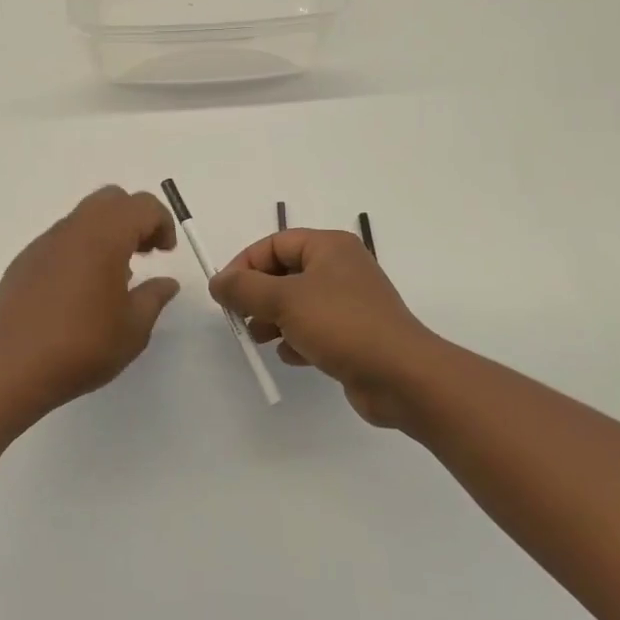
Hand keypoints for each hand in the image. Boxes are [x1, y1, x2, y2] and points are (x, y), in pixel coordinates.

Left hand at [0, 186, 181, 412]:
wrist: (15, 368)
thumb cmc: (83, 346)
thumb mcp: (134, 328)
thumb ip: (154, 297)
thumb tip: (166, 282)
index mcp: (104, 237)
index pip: (141, 205)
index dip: (162, 222)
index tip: (166, 253)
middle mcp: (73, 230)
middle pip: (110, 199)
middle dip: (134, 218)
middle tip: (144, 253)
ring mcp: (44, 243)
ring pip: (83, 217)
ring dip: (106, 233)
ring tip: (113, 276)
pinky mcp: (24, 261)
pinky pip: (60, 240)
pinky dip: (80, 249)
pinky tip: (79, 291)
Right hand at [210, 230, 438, 428]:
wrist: (402, 376)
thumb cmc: (342, 325)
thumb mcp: (285, 300)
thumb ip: (244, 288)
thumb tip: (217, 282)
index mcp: (329, 246)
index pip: (274, 244)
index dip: (245, 265)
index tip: (224, 293)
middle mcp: (341, 268)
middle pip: (284, 273)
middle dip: (258, 295)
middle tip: (241, 317)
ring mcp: (350, 302)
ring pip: (297, 303)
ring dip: (274, 319)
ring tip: (260, 338)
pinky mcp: (354, 333)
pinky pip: (315, 328)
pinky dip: (297, 338)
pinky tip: (292, 355)